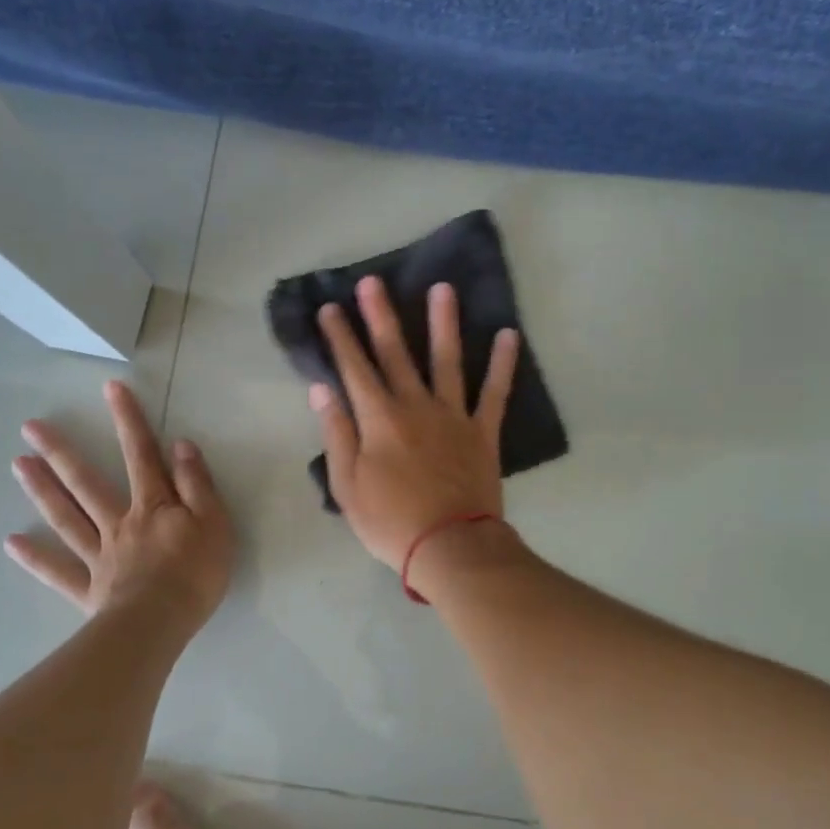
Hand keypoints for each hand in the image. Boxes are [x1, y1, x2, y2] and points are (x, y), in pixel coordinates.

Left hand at [6, 380, 233, 627]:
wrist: (161, 623)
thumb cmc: (196, 573)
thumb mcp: (214, 522)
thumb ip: (197, 483)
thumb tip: (180, 445)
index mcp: (153, 506)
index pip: (141, 455)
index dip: (128, 420)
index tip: (110, 388)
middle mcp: (119, 523)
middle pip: (87, 483)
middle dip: (62, 452)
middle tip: (31, 427)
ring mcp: (99, 555)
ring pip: (66, 518)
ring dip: (42, 490)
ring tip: (17, 464)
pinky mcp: (89, 589)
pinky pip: (58, 571)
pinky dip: (35, 558)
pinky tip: (11, 543)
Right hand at [311, 275, 518, 569]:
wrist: (449, 547)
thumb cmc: (390, 522)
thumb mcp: (347, 485)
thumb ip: (336, 433)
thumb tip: (321, 389)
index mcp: (379, 419)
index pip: (354, 368)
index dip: (340, 337)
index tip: (330, 308)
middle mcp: (415, 406)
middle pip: (395, 353)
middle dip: (381, 316)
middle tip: (373, 282)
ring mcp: (453, 416)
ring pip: (447, 360)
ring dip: (443, 323)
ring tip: (443, 288)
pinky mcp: (483, 432)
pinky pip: (495, 393)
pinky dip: (503, 364)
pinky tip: (508, 334)